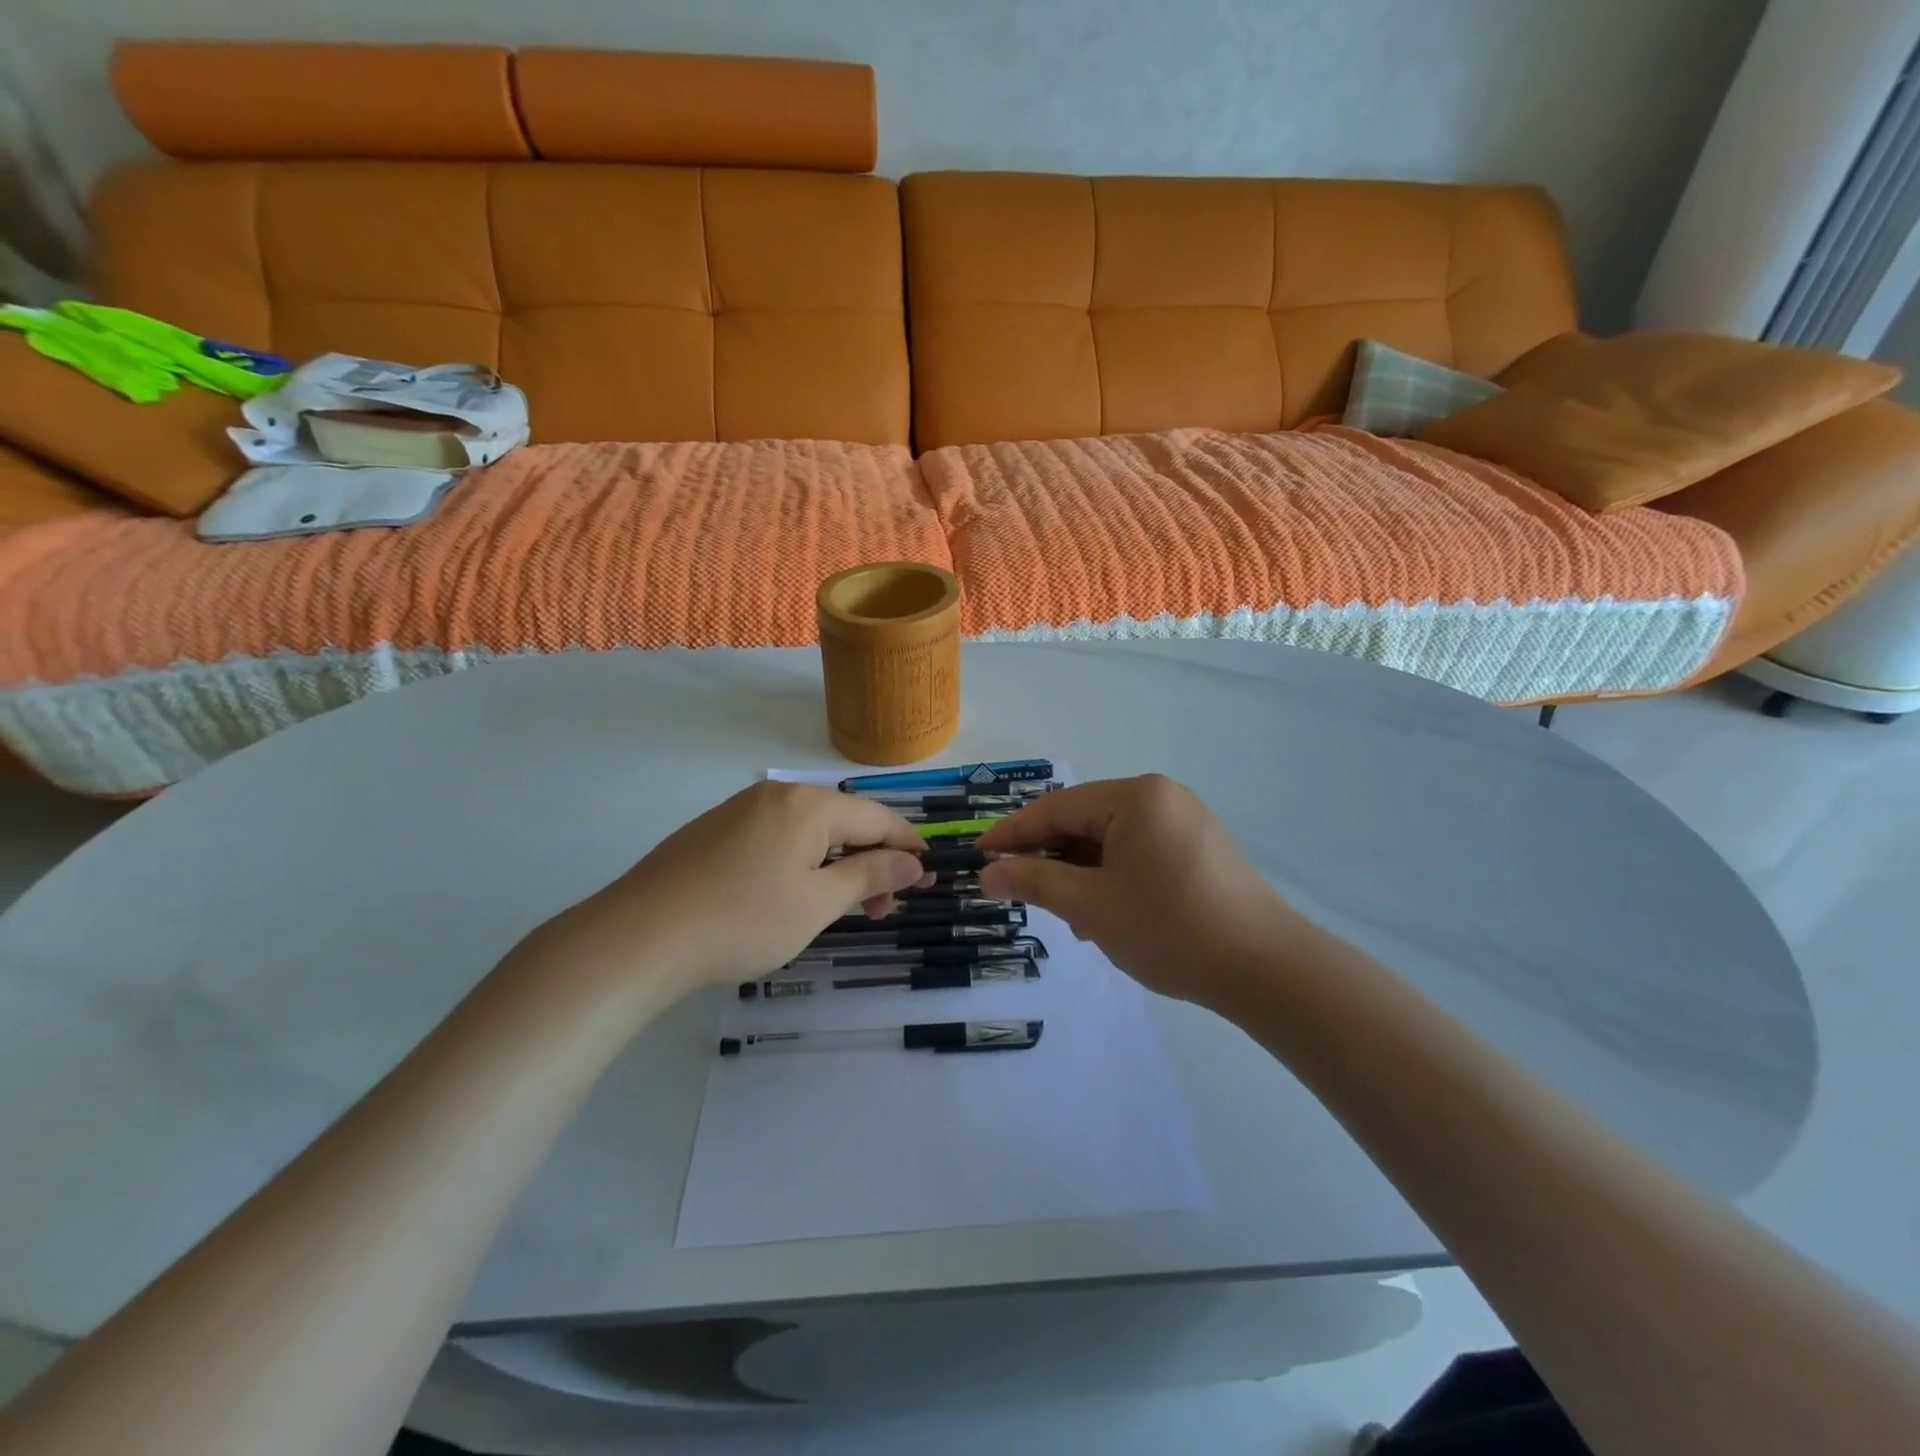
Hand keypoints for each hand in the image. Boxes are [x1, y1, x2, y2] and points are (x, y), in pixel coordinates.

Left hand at [530, 782, 931, 1000]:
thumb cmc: (743, 921)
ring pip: (808, 830)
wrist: (640, 937)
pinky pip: (776, 837)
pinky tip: (793, 894)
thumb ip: (870, 875)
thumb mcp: (817, 903)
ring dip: (836, 864)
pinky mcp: (714, 831)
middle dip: (871, 860)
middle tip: (882, 908)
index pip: (877, 817)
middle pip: (843, 821)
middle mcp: (777, 795)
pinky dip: (801, 862)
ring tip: (842, 907)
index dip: (907, 846)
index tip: (927, 877)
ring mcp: (740, 810)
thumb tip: (913, 861)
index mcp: (808, 805)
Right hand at [976, 775, 1299, 1007]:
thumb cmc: (1169, 929)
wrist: (1267, 969)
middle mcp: (1161, 797)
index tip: (980, 855)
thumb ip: (1035, 883)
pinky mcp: (1200, 848)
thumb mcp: (1091, 906)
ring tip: (1073, 918)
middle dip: (1052, 859)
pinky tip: (1109, 913)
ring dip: (1083, 873)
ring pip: (1112, 840)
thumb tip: (988, 873)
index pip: (1057, 807)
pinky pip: (1140, 851)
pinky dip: (1114, 877)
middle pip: (1086, 821)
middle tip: (1024, 894)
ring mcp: (1186, 821)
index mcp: (1135, 797)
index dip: (1014, 833)